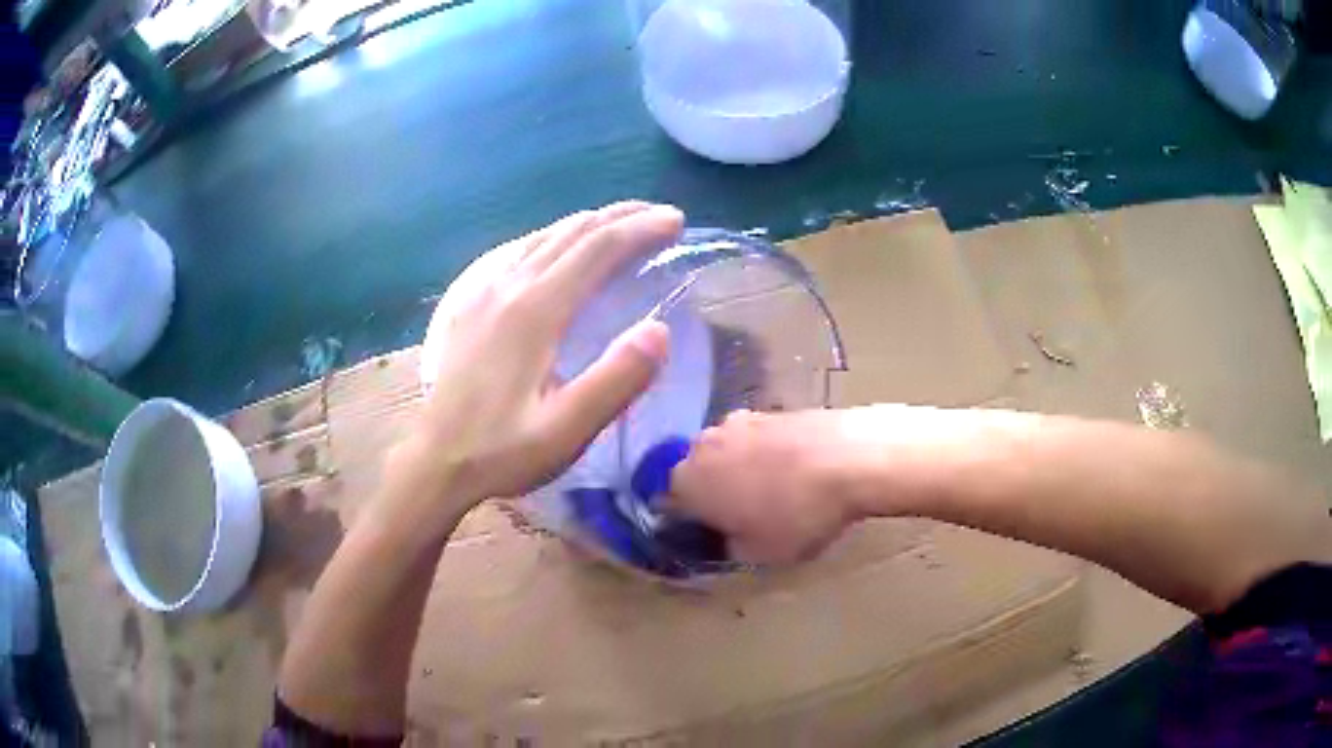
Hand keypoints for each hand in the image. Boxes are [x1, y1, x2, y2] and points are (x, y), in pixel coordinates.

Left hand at [406, 202, 683, 514]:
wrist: (436, 460)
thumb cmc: (503, 450)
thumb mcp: (566, 430)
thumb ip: (616, 381)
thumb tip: (659, 330)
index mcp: (535, 311)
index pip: (597, 249)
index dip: (640, 229)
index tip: (676, 221)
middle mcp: (508, 286)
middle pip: (572, 231)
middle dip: (620, 217)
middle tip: (659, 216)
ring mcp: (483, 290)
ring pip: (543, 236)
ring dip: (589, 224)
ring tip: (622, 225)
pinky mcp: (470, 302)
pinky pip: (520, 251)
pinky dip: (555, 239)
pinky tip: (560, 250)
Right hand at [668, 409, 866, 564]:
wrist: (850, 458)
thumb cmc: (796, 515)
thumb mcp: (758, 553)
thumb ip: (727, 546)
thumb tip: (724, 536)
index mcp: (687, 481)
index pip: (668, 503)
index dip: (685, 522)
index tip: (707, 535)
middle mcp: (703, 444)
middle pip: (696, 472)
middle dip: (711, 492)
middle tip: (740, 516)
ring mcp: (739, 420)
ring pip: (726, 452)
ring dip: (738, 471)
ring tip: (772, 492)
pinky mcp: (772, 409)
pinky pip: (756, 440)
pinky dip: (766, 455)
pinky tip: (793, 471)